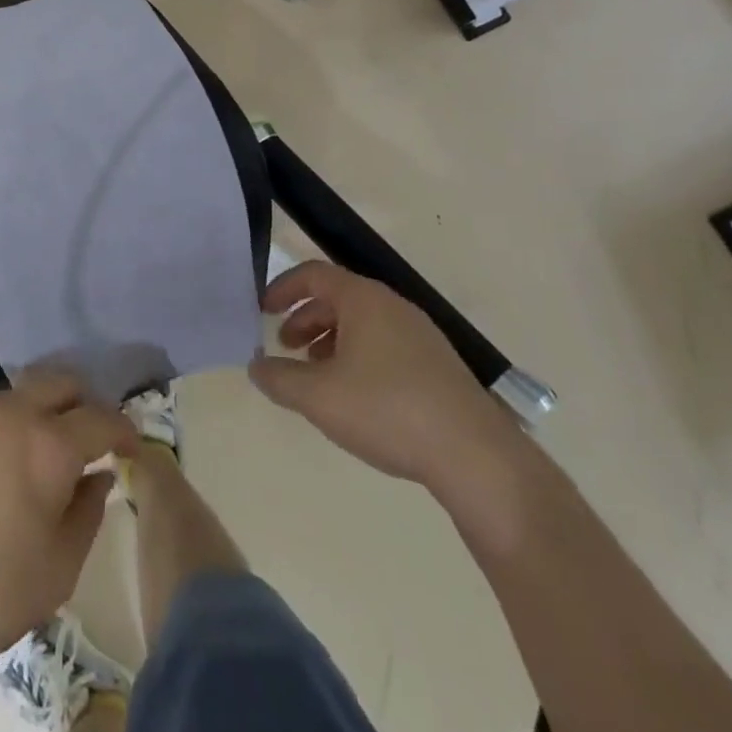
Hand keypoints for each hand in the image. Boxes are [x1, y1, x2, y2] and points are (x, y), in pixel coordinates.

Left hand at [0, 372, 138, 687]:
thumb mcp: (60, 568)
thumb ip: (88, 512)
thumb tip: (97, 477)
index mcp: (48, 446)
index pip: (101, 418)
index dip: (124, 430)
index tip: (132, 448)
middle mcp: (10, 414)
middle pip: (60, 383)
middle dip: (84, 405)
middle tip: (90, 441)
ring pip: (21, 395)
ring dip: (42, 414)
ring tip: (42, 457)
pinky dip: (6, 428)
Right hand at [248, 261, 524, 492]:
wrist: (476, 457)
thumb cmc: (387, 410)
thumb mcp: (318, 397)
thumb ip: (278, 378)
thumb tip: (256, 366)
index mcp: (363, 299)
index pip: (313, 274)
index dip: (283, 288)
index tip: (262, 311)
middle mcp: (393, 306)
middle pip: (338, 298)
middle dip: (305, 319)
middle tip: (285, 347)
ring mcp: (420, 335)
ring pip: (362, 324)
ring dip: (330, 341)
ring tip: (316, 376)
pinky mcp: (437, 365)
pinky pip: (385, 346)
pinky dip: (358, 357)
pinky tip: (355, 397)